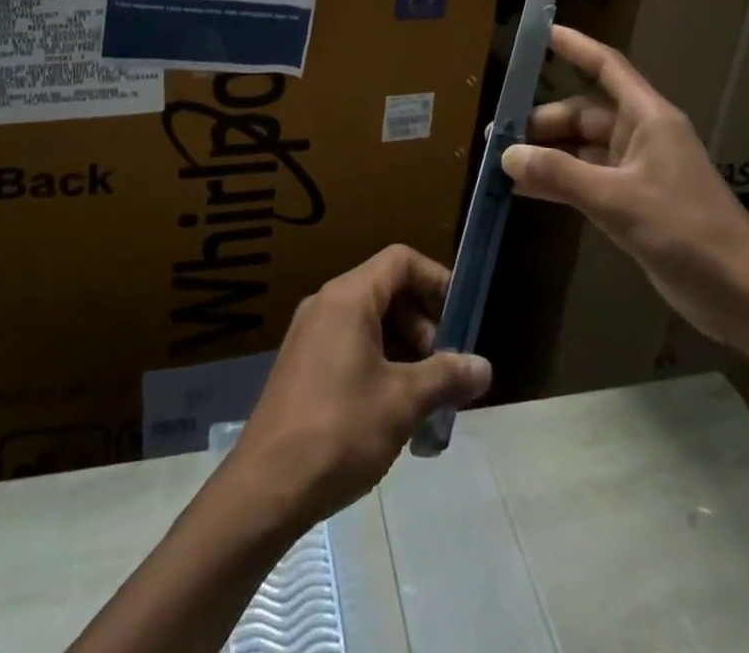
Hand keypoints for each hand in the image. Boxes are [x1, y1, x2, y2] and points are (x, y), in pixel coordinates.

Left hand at [226, 245, 491, 527]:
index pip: (401, 261)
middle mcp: (325, 304)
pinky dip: (379, 364)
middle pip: (386, 290)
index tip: (461, 318)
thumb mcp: (402, 403)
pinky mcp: (302, 365)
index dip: (436, 280)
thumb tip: (484, 366)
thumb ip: (445, 377)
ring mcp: (310, 334)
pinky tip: (394, 412)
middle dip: (423, 324)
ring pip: (370, 321)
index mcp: (348, 297)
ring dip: (404, 350)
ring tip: (426, 398)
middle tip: (444, 369)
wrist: (265, 488)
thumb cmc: (339, 431)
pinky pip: (350, 345)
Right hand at [501, 25, 748, 347]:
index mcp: (649, 118)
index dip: (575, 47)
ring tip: (501, 163)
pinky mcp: (634, 203)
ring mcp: (637, 171)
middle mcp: (641, 136)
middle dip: (542, 122)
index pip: (607, 67)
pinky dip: (558, 183)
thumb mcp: (619, 201)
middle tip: (496, 135)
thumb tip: (507, 155)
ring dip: (546, 155)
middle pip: (584, 113)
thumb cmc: (687, 232)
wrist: (743, 296)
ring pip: (581, 149)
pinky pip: (586, 180)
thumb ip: (561, 175)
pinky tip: (525, 193)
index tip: (540, 33)